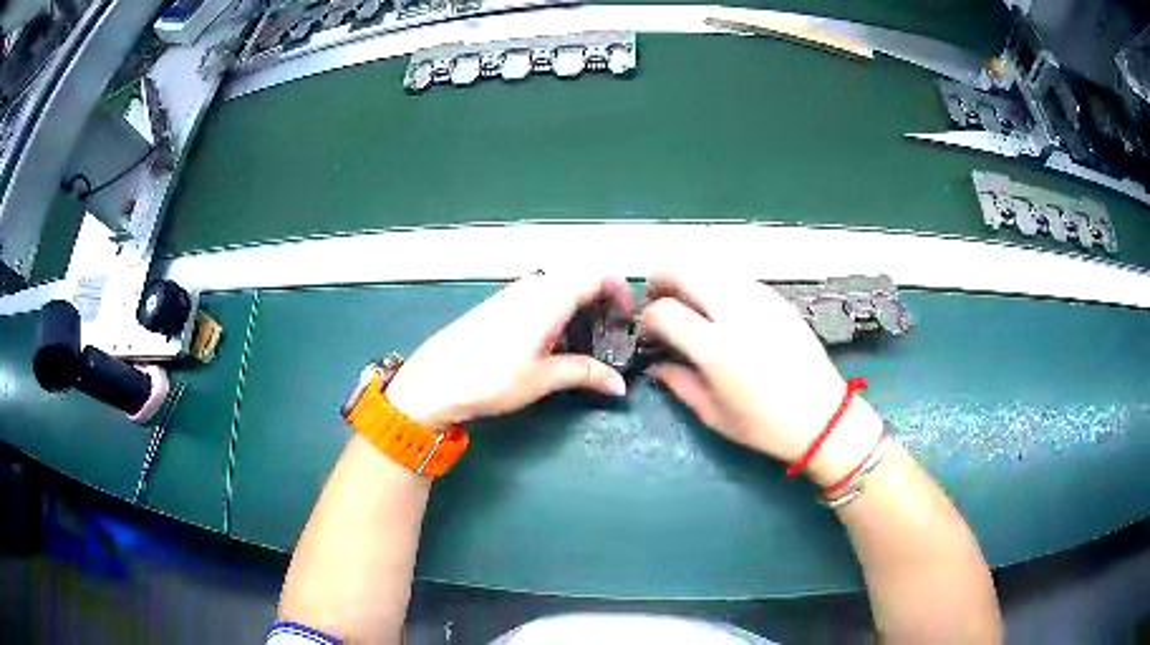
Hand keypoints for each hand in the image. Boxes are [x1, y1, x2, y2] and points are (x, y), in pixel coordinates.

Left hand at [386, 272, 633, 428]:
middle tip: (611, 337)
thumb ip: (585, 374)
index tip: (629, 321)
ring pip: (559, 289)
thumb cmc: (491, 378)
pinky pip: (539, 298)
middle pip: (579, 279)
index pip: (596, 275)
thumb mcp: (543, 379)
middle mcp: (533, 287)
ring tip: (585, 346)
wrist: (434, 381)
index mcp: (549, 297)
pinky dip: (558, 314)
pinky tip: (553, 345)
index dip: (620, 292)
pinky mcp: (499, 305)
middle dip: (602, 303)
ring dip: (580, 310)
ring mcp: (512, 294)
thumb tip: (620, 386)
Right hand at [639, 273, 882, 484]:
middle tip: (657, 296)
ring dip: (691, 278)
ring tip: (687, 299)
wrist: (822, 417)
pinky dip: (719, 283)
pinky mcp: (778, 299)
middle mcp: (736, 314)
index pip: (665, 312)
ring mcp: (761, 301)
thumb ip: (678, 383)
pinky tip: (720, 304)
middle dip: (663, 280)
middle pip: (686, 272)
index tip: (649, 334)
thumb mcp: (713, 414)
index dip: (648, 319)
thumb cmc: (765, 426)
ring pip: (713, 269)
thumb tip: (655, 363)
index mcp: (716, 349)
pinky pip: (739, 279)